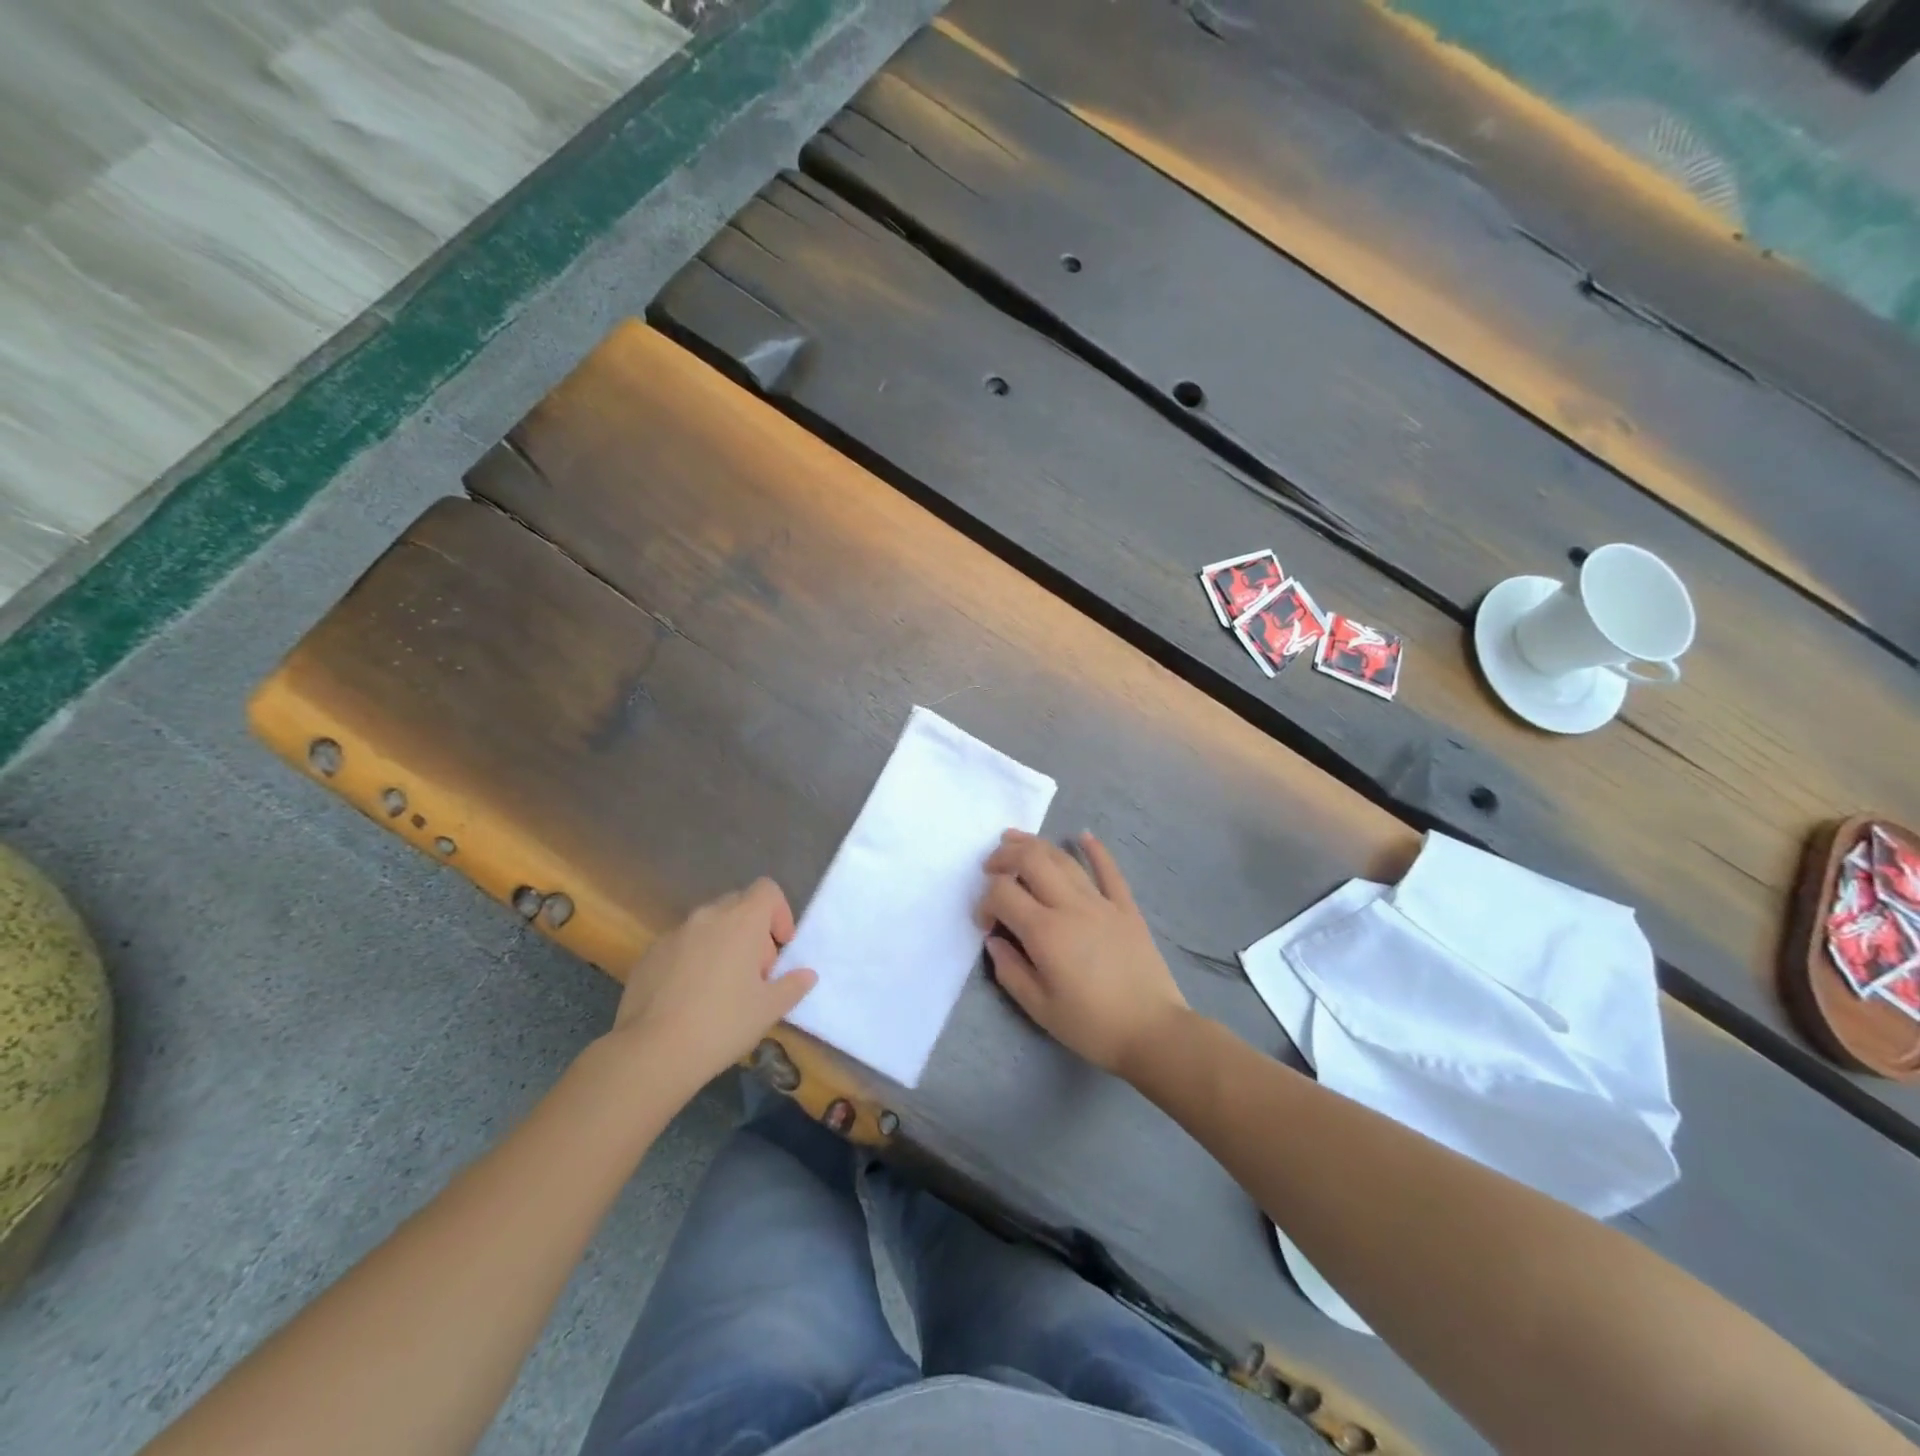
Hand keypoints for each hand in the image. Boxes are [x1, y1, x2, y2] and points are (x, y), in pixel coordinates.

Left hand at [608, 879, 817, 1085]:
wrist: (652, 1052)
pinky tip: (690, 997)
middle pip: (738, 905)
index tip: (781, 946)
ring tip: (721, 987)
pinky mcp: (649, 955)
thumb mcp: (769, 1009)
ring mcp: (674, 934)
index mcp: (741, 922)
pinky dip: (693, 959)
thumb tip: (806, 975)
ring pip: (708, 925)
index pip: (766, 890)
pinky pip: (681, 944)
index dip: (780, 912)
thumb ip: (792, 986)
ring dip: (722, 944)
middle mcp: (707, 917)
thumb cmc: (722, 1024)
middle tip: (755, 971)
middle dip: (752, 930)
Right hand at [978, 830, 1189, 1076]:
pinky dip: (1095, 849)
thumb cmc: (1092, 1026)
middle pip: (1031, 860)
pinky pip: (1109, 870)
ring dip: (1035, 845)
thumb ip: (1010, 971)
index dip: (985, 901)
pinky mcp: (1126, 907)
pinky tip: (1082, 836)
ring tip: (1014, 840)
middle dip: (1003, 856)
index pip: (1002, 893)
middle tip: (989, 867)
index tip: (985, 924)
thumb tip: (994, 941)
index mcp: (1045, 932)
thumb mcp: (1040, 1009)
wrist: (1153, 1032)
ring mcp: (1101, 903)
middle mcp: (1070, 906)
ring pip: (1063, 859)